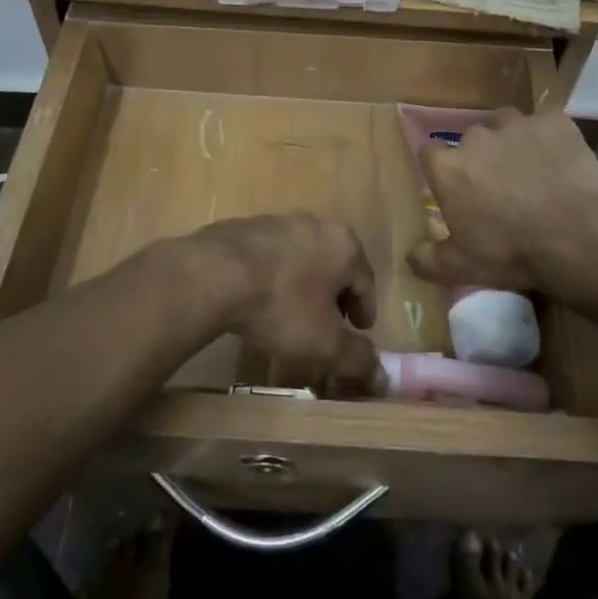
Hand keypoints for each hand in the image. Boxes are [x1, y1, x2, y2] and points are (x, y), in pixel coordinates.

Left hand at [183, 213, 380, 391]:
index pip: (366, 281)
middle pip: (334, 265)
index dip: (365, 311)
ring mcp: (278, 221)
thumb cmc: (281, 306)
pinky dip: (273, 276)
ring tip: (290, 314)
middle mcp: (316, 224)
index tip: (359, 331)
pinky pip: (269, 256)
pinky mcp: (245, 226)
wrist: (214, 275)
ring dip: (302, 284)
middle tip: (328, 325)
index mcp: (344, 245)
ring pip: (301, 258)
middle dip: (334, 295)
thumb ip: (357, 359)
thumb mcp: (325, 343)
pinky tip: (258, 299)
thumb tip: (383, 377)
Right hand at [408, 109, 597, 298]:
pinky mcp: (554, 121)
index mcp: (448, 167)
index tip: (452, 184)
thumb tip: (409, 257)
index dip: (440, 166)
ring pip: (506, 124)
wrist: (575, 236)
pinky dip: (549, 136)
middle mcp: (477, 136)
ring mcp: (517, 124)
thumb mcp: (463, 267)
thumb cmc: (511, 251)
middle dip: (480, 157)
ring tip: (530, 168)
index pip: (429, 152)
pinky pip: (546, 122)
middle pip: (471, 138)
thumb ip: (429, 260)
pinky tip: (559, 157)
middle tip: (497, 185)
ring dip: (512, 141)